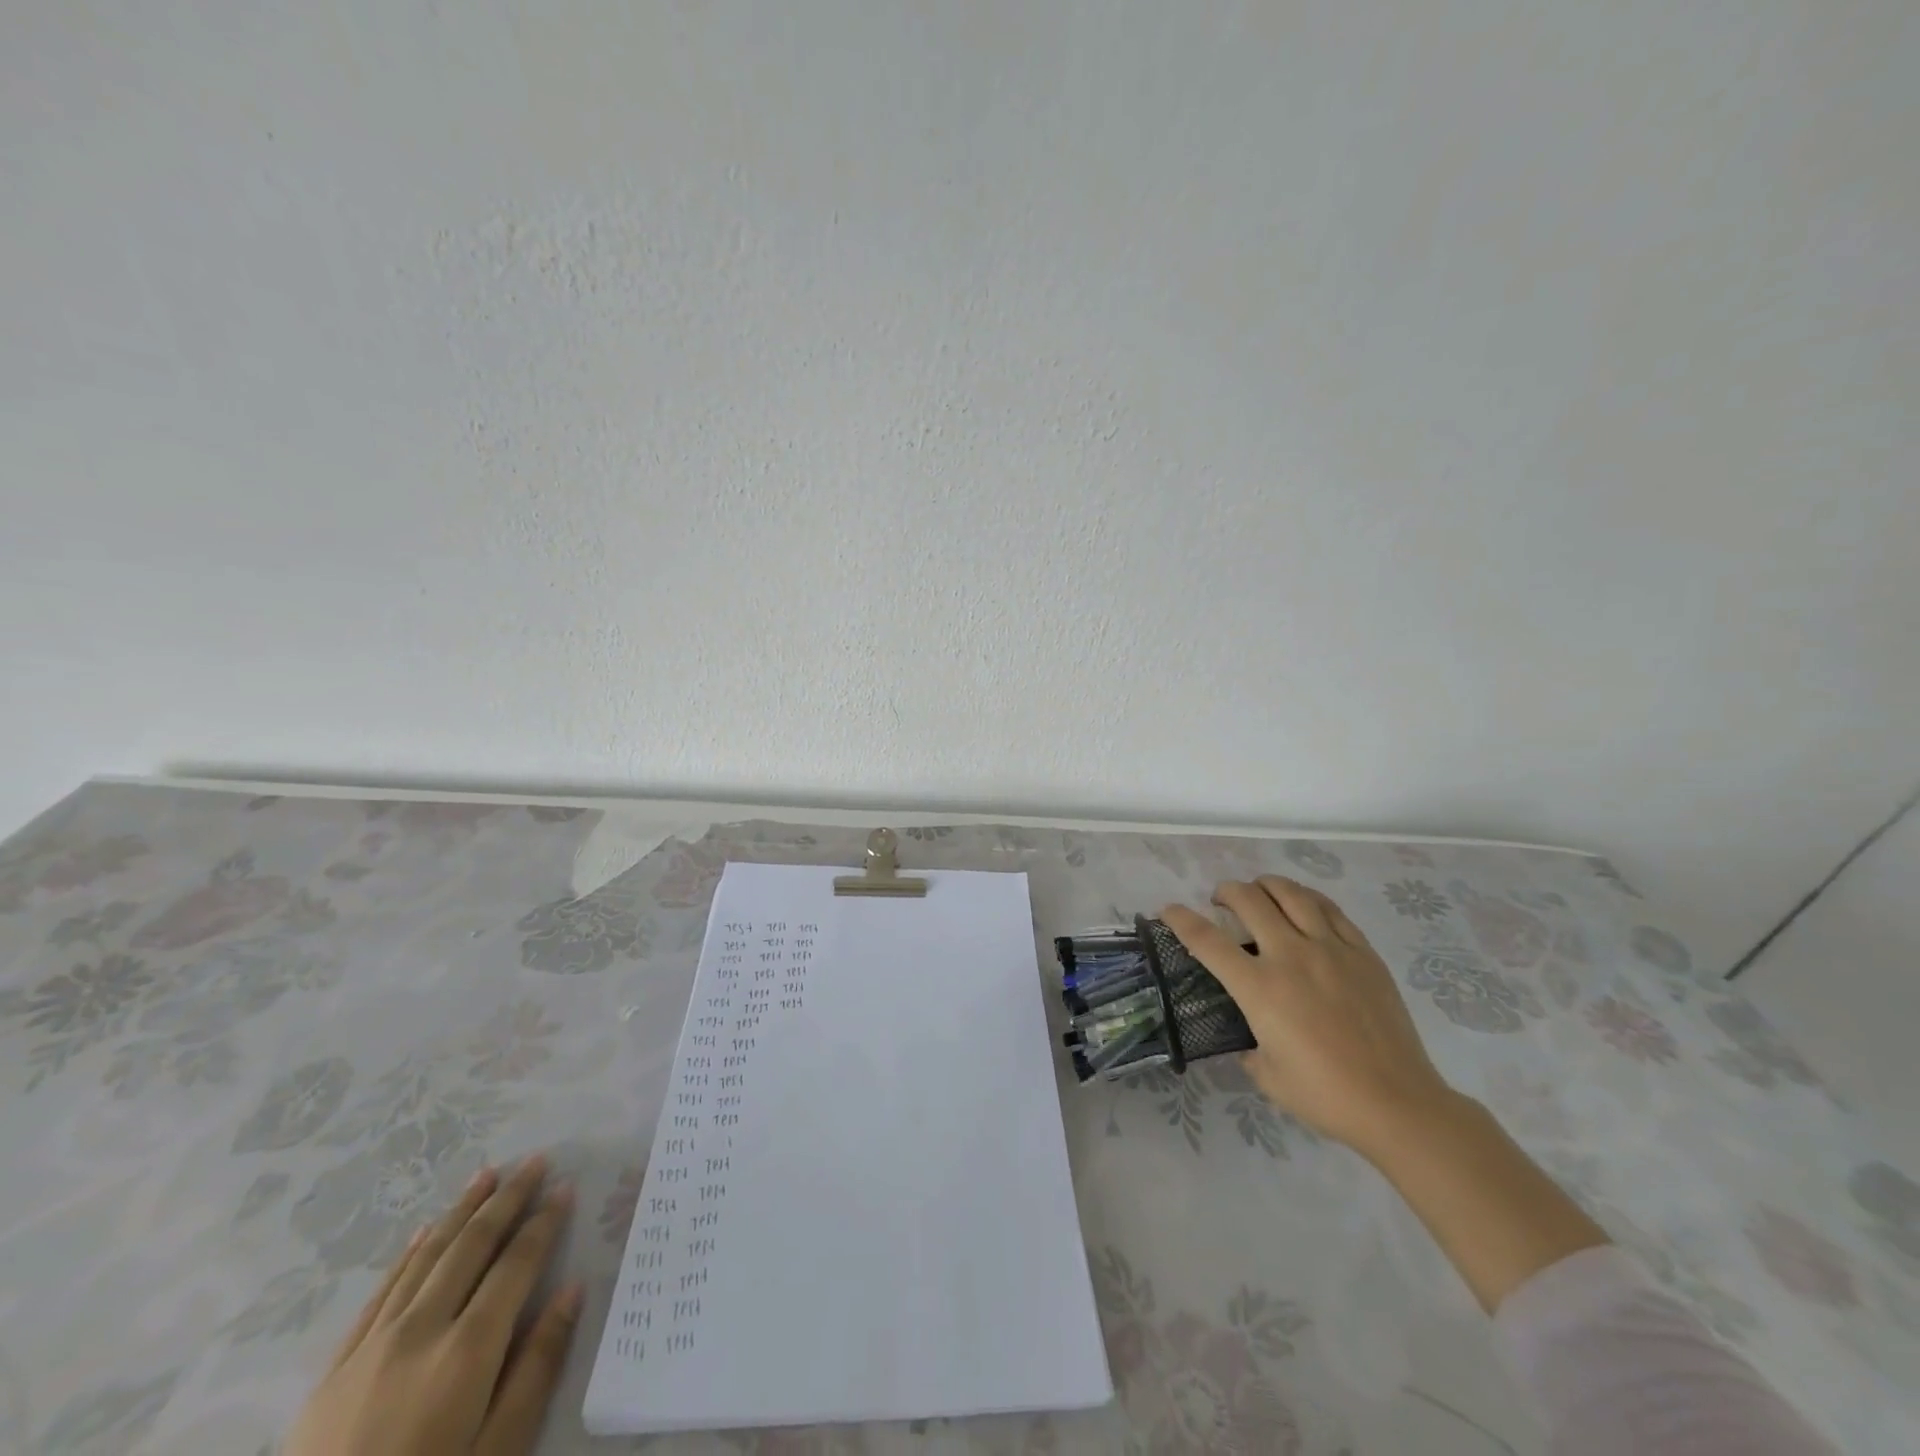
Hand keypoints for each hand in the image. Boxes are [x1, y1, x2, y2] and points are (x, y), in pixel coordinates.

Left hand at [284, 1155, 583, 1455]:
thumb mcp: (499, 1453)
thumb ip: (537, 1368)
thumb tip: (572, 1290)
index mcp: (468, 1350)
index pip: (516, 1264)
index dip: (544, 1222)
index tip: (566, 1187)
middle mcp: (420, 1331)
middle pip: (471, 1246)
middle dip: (507, 1199)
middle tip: (535, 1162)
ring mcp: (370, 1348)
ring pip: (424, 1258)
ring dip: (460, 1211)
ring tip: (486, 1175)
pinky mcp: (332, 1372)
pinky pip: (378, 1295)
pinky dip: (407, 1255)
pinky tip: (422, 1233)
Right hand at [1162, 877, 1459, 1162]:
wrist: (1397, 1104)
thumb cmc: (1324, 1095)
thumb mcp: (1266, 1075)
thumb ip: (1248, 1044)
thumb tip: (1250, 1032)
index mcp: (1260, 989)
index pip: (1206, 940)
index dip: (1180, 919)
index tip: (1168, 910)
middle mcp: (1290, 957)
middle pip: (1249, 900)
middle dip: (1225, 892)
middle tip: (1221, 901)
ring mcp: (1330, 950)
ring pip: (1291, 894)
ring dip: (1265, 885)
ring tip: (1259, 892)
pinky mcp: (1363, 953)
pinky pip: (1330, 909)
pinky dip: (1306, 899)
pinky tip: (1302, 905)